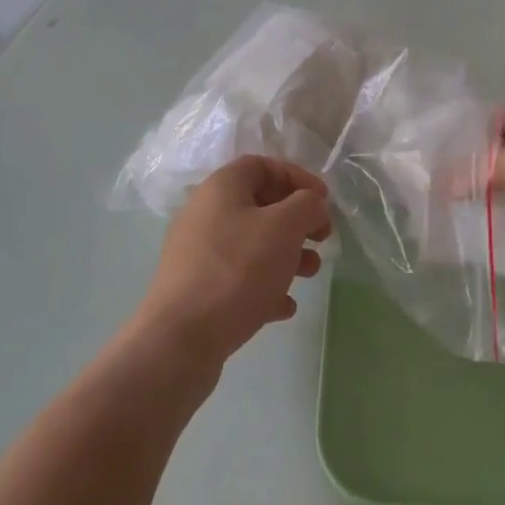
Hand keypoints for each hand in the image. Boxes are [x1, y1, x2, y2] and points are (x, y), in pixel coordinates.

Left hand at [137, 155, 331, 366]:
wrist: (181, 339)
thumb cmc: (237, 269)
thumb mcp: (284, 226)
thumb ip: (307, 205)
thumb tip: (311, 205)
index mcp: (221, 188)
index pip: (263, 165)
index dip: (297, 177)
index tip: (323, 201)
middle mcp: (205, 214)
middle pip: (260, 205)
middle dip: (296, 221)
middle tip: (322, 238)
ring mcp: (199, 254)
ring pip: (252, 244)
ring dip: (286, 255)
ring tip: (309, 274)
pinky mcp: (198, 290)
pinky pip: (239, 278)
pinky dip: (265, 286)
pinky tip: (284, 307)